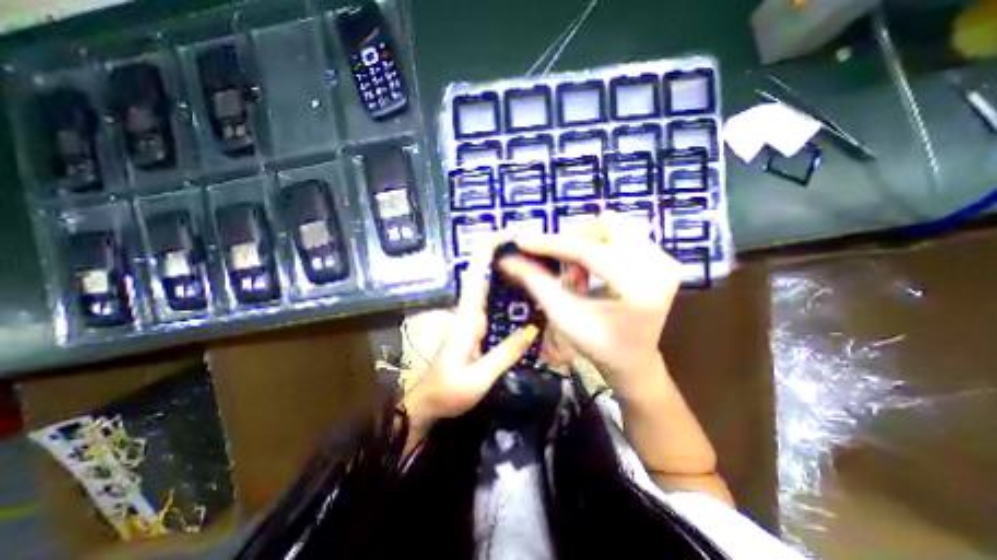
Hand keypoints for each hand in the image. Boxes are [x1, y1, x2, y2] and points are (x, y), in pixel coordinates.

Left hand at [400, 242, 540, 438]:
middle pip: (483, 274)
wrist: (428, 404)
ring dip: (505, 270)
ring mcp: (472, 319)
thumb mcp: (478, 378)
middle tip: (531, 246)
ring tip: (532, 262)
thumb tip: (532, 328)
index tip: (506, 234)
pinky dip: (506, 292)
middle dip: (501, 255)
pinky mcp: (476, 328)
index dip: (487, 251)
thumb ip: (504, 353)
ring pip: (489, 287)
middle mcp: (469, 312)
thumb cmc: (448, 392)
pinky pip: (493, 303)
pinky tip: (524, 293)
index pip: (476, 276)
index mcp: (467, 319)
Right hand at [502, 217, 681, 394]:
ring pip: (612, 229)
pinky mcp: (664, 258)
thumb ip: (536, 282)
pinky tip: (597, 274)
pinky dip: (600, 248)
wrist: (633, 360)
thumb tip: (508, 259)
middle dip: (575, 248)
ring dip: (587, 247)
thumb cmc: (598, 345)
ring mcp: (666, 261)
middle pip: (604, 230)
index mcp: (639, 291)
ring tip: (584, 279)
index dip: (553, 245)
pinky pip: (622, 236)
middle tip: (569, 279)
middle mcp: (660, 269)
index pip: (590, 253)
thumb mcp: (564, 316)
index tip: (524, 240)